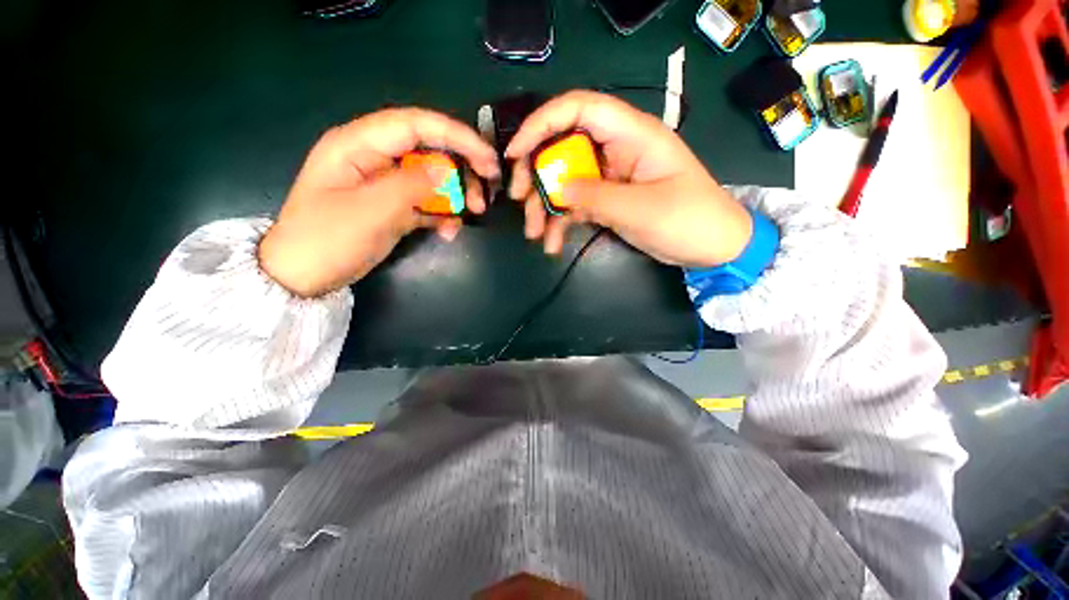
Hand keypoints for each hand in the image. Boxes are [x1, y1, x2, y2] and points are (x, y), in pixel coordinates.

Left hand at [259, 108, 499, 296]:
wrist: (304, 276)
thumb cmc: (328, 239)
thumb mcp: (371, 210)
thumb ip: (410, 185)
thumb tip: (444, 171)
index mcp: (359, 145)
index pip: (415, 125)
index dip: (456, 136)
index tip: (487, 158)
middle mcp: (374, 158)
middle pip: (428, 149)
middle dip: (461, 167)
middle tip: (487, 189)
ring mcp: (384, 184)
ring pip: (431, 177)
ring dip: (456, 193)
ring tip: (474, 213)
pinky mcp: (392, 206)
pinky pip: (424, 202)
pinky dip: (442, 213)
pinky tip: (450, 231)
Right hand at [506, 91, 752, 267]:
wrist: (710, 246)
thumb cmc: (687, 219)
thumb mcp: (640, 207)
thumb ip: (595, 196)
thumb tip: (556, 188)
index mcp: (632, 135)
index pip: (580, 109)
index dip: (542, 123)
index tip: (516, 151)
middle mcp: (616, 151)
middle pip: (564, 147)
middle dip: (536, 172)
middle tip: (519, 198)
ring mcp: (609, 178)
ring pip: (565, 181)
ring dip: (545, 205)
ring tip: (534, 233)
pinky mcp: (607, 201)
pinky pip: (575, 205)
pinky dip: (561, 223)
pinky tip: (552, 244)